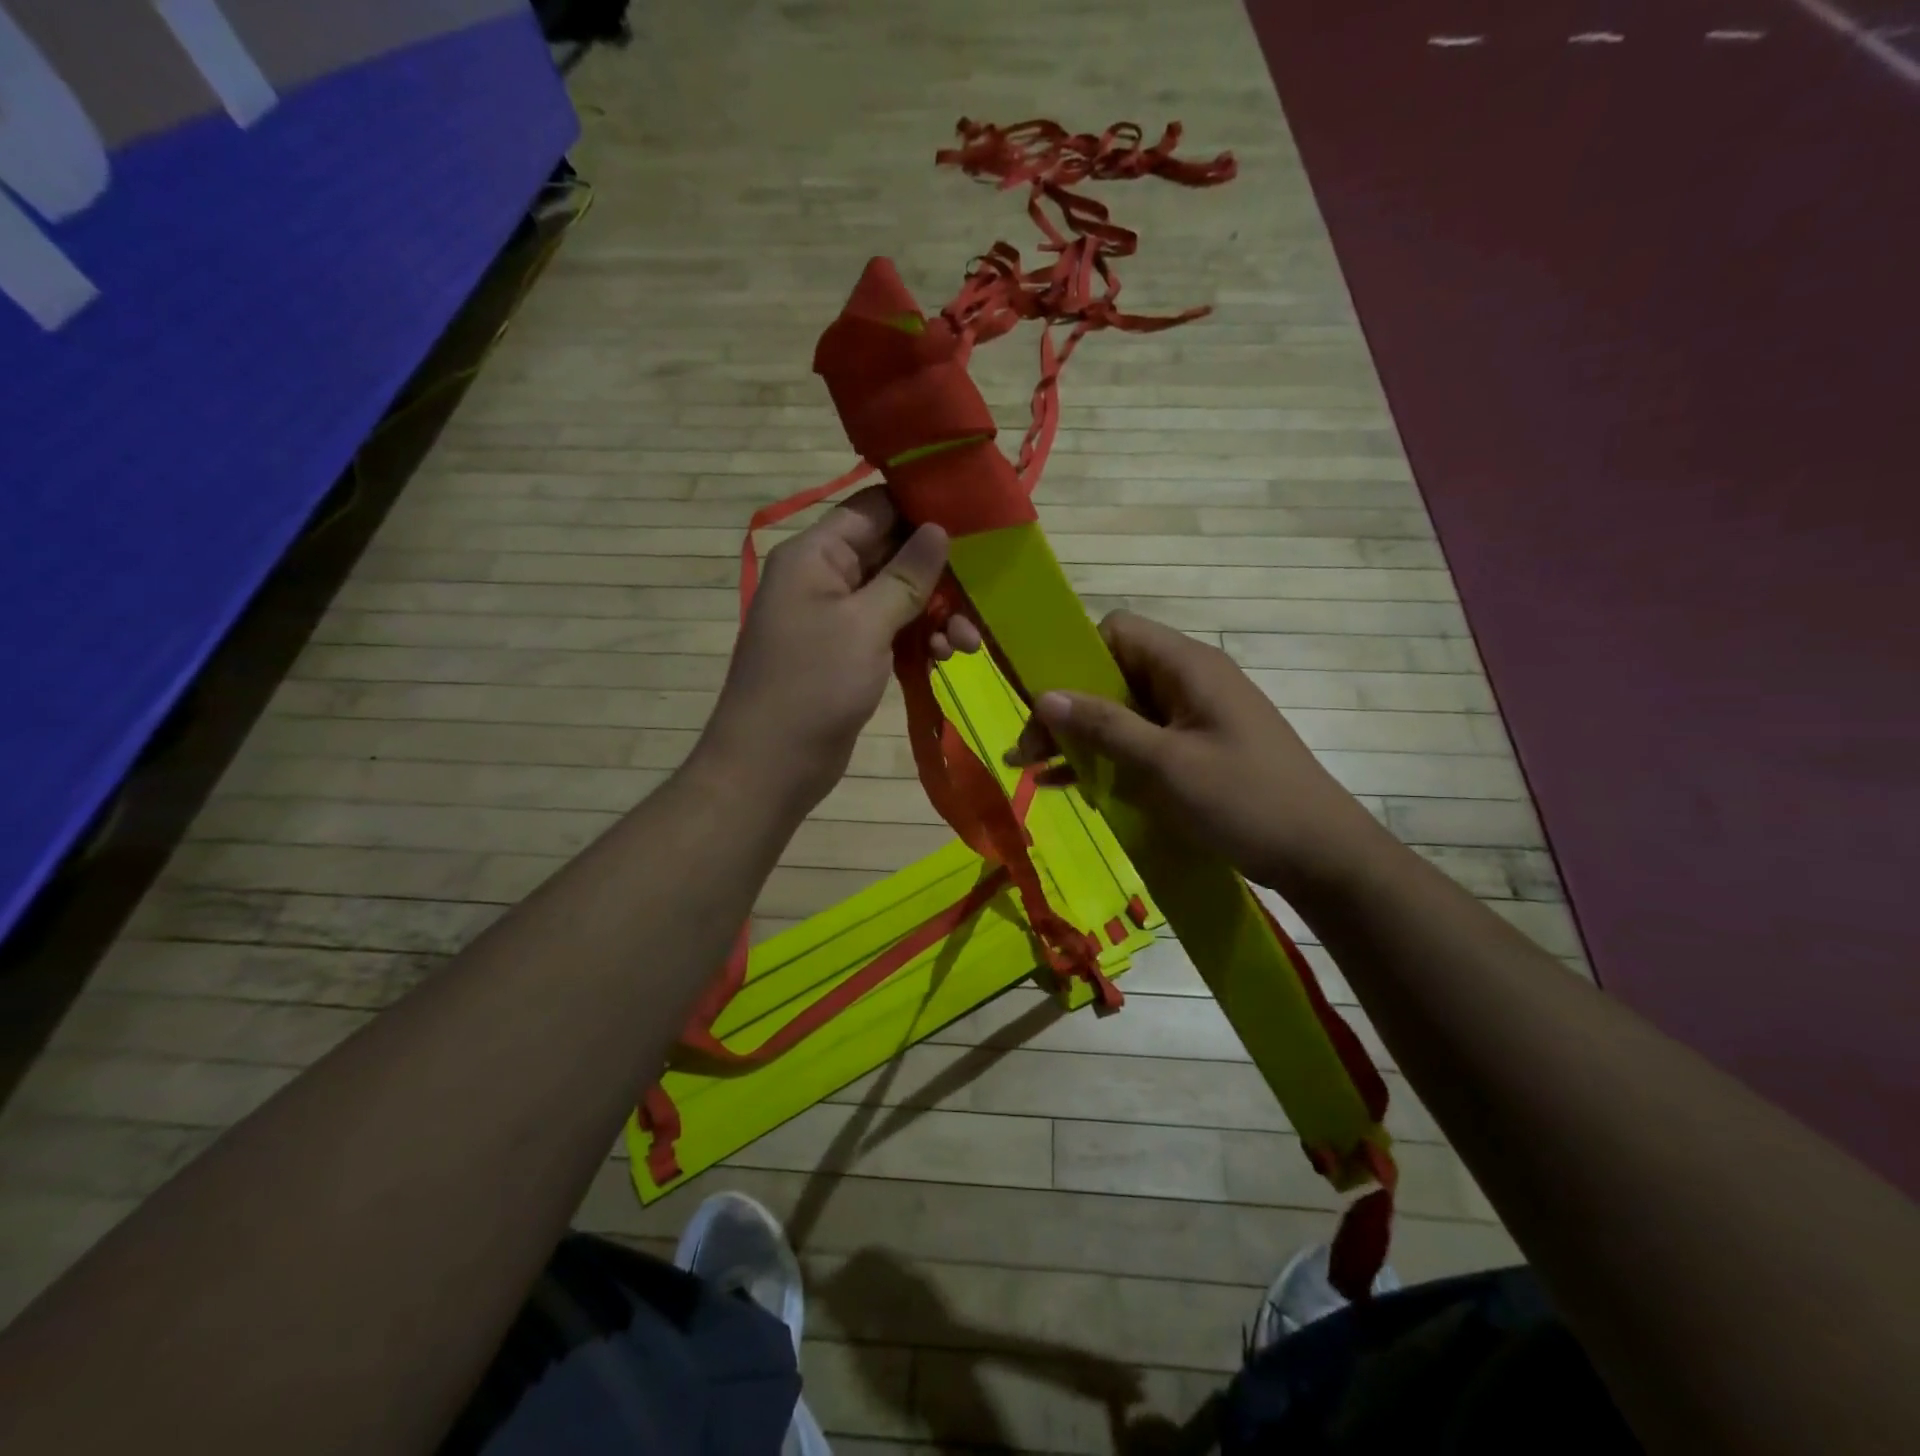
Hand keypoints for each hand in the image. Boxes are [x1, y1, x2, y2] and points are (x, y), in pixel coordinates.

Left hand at [699, 488, 979, 811]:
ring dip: (936, 613)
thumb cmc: (813, 685)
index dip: (922, 508)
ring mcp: (837, 617)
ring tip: (968, 644)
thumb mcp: (865, 624)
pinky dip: (920, 639)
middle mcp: (825, 577)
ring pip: (898, 596)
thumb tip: (938, 528)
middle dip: (939, 574)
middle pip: (892, 553)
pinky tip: (947, 657)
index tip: (974, 521)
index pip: (874, 508)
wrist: (772, 764)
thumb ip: (905, 575)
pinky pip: (892, 629)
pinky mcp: (849, 652)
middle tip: (981, 597)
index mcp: (816, 554)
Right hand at [1008, 610, 1385, 895]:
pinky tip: (1070, 785)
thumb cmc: (1244, 800)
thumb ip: (1104, 726)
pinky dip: (1107, 757)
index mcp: (1187, 666)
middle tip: (1027, 752)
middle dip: (1067, 709)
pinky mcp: (1196, 750)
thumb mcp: (1165, 764)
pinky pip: (1141, 741)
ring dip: (1082, 737)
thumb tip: (1044, 695)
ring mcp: (1194, 717)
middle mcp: (1189, 681)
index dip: (1076, 659)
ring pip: (1123, 711)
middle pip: (1113, 674)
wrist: (1320, 854)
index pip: (1116, 632)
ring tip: (1035, 770)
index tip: (1047, 703)